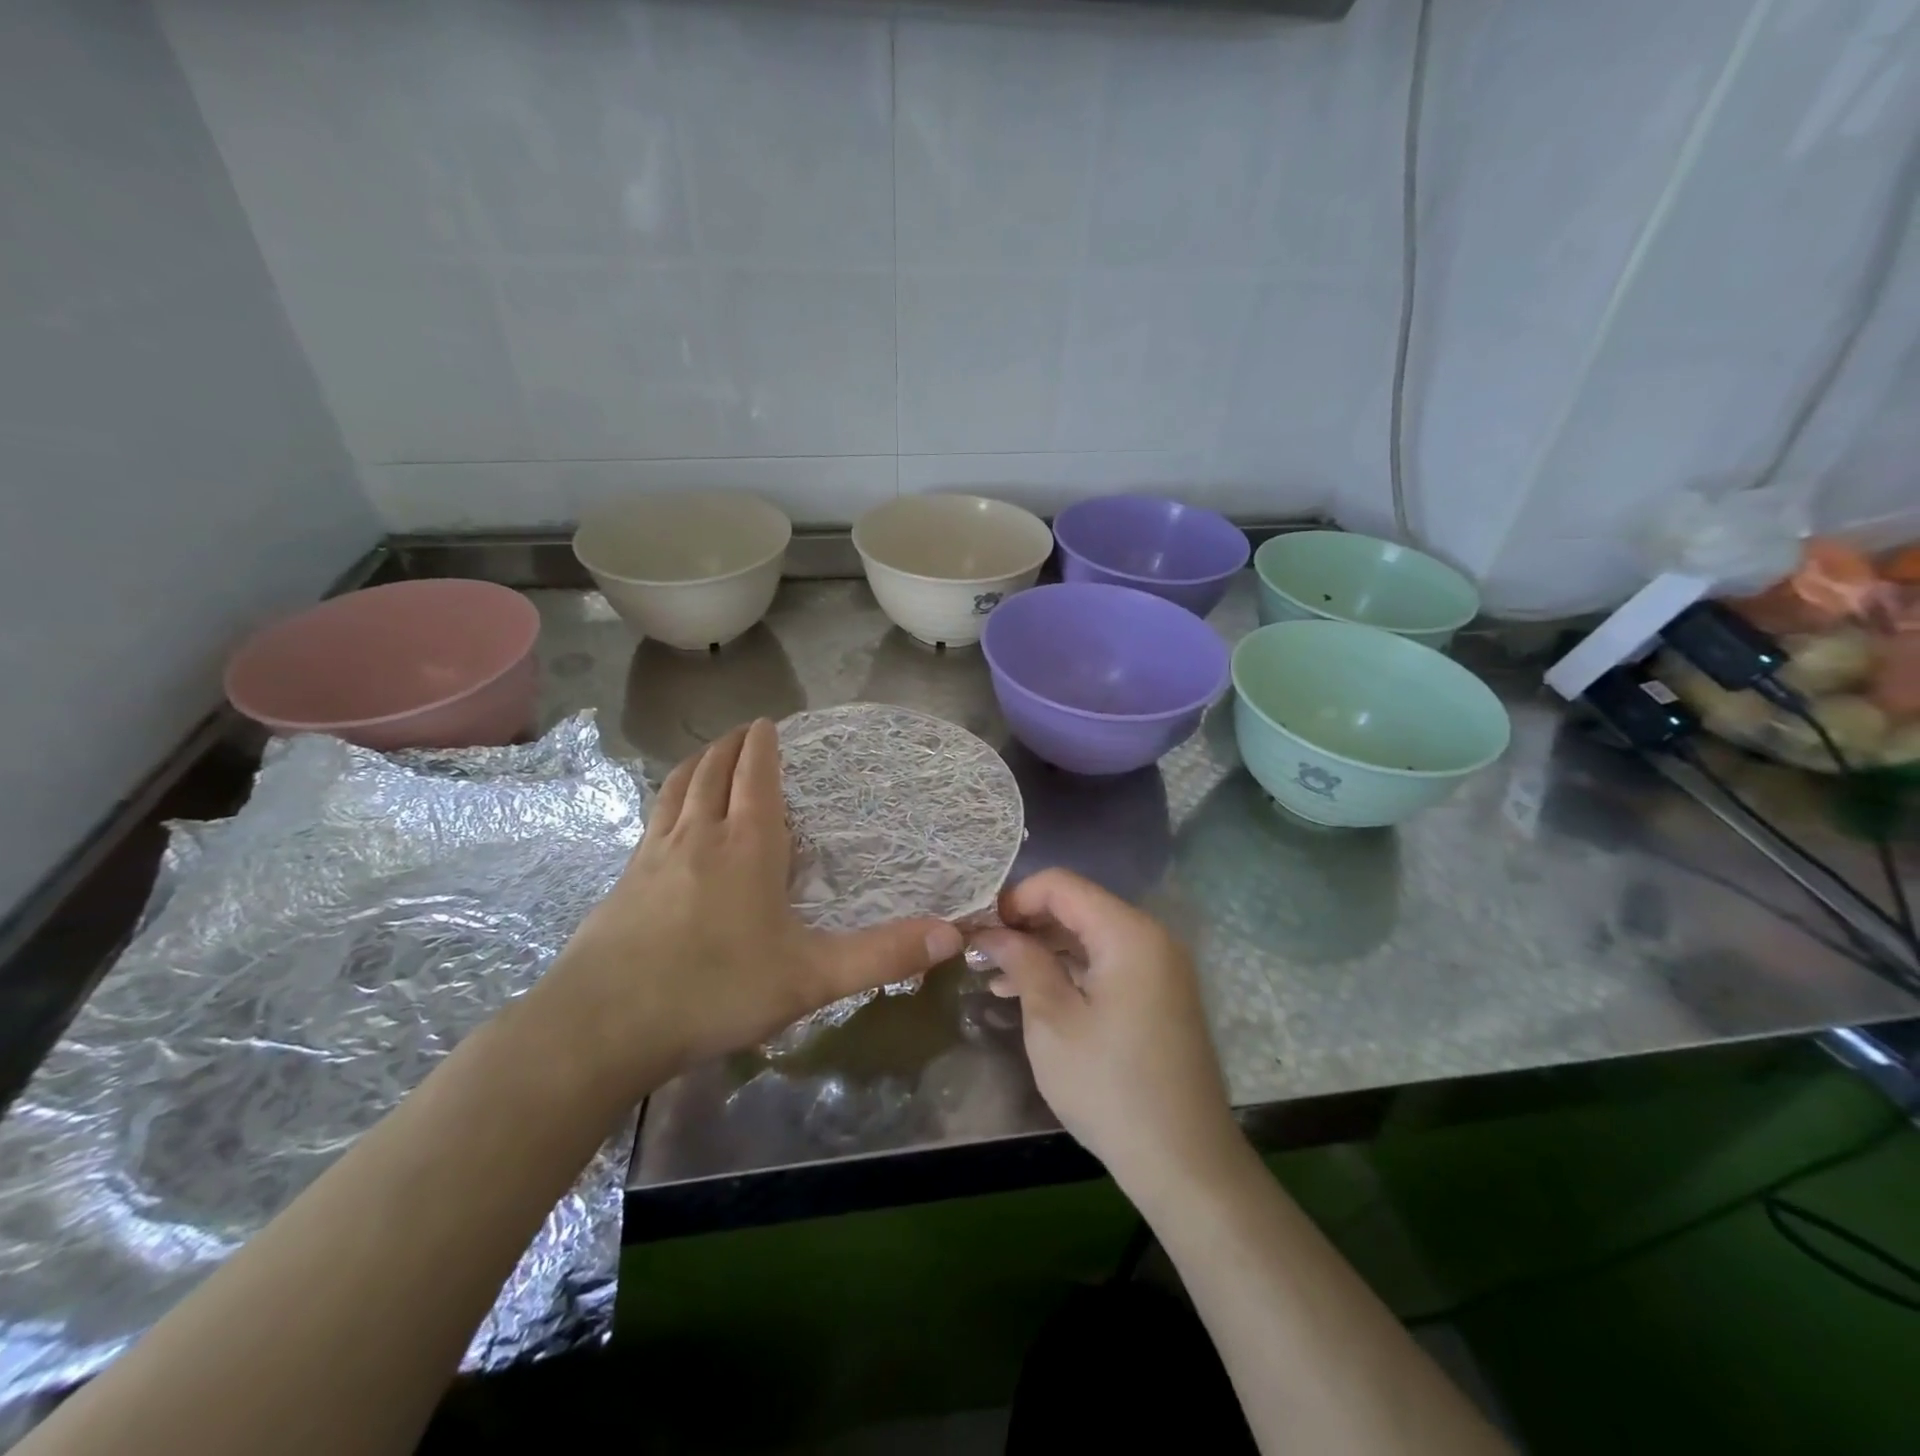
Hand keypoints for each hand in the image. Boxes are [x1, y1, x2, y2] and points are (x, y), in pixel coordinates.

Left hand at [533, 720, 963, 1103]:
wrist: (602, 1026)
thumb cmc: (716, 991)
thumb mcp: (812, 978)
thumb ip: (883, 956)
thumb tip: (953, 933)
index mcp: (747, 846)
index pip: (756, 776)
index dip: (763, 745)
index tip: (768, 723)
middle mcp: (699, 836)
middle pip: (713, 771)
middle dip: (730, 745)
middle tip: (745, 732)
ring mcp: (654, 855)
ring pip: (677, 788)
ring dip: (696, 763)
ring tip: (708, 754)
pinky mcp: (624, 880)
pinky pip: (652, 819)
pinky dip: (669, 798)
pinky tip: (668, 818)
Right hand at [968, 869, 1245, 1198]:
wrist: (1184, 1160)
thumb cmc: (1109, 1085)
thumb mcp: (1052, 1020)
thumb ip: (1022, 962)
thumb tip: (992, 931)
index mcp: (1128, 932)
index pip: (1061, 885)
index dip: (1015, 899)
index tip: (980, 929)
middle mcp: (1149, 937)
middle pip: (1077, 907)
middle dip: (1026, 925)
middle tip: (981, 953)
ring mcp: (1158, 967)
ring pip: (1089, 937)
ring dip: (1043, 950)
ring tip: (994, 977)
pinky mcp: (1158, 994)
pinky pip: (1106, 964)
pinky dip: (1069, 972)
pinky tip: (1030, 994)